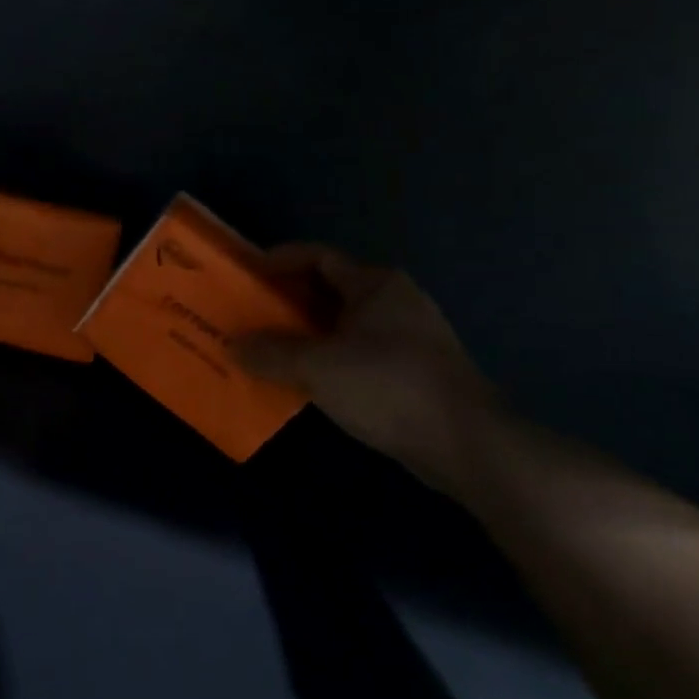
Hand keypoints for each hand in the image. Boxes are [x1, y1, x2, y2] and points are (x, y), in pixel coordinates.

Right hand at [240, 245, 502, 497]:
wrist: (466, 442)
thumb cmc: (388, 386)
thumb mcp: (318, 367)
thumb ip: (272, 353)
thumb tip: (233, 345)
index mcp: (375, 284)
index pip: (319, 257)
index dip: (281, 261)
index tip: (249, 275)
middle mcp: (395, 301)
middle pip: (331, 289)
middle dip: (289, 302)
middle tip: (252, 315)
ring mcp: (410, 337)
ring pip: (346, 324)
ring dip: (308, 334)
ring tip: (271, 350)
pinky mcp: (415, 371)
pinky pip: (360, 353)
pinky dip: (331, 359)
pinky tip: (309, 382)